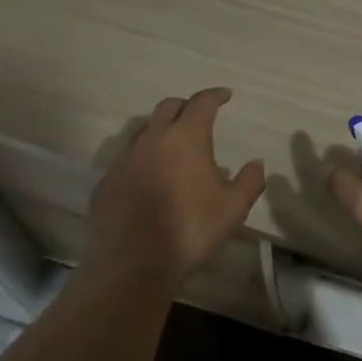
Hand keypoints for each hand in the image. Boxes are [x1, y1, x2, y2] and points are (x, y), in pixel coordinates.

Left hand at [85, 88, 265, 283]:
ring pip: (143, 130)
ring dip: (160, 129)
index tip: (225, 95)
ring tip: (171, 144)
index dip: (215, 95)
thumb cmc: (189, 230)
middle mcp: (152, 139)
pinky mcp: (105, 184)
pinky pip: (125, 160)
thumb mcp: (233, 208)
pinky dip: (140, 159)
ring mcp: (124, 160)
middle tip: (198, 116)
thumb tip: (256, 163)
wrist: (132, 265)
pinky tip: (147, 177)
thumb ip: (250, 181)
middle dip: (186, 106)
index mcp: (186, 137)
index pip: (201, 102)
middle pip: (168, 107)